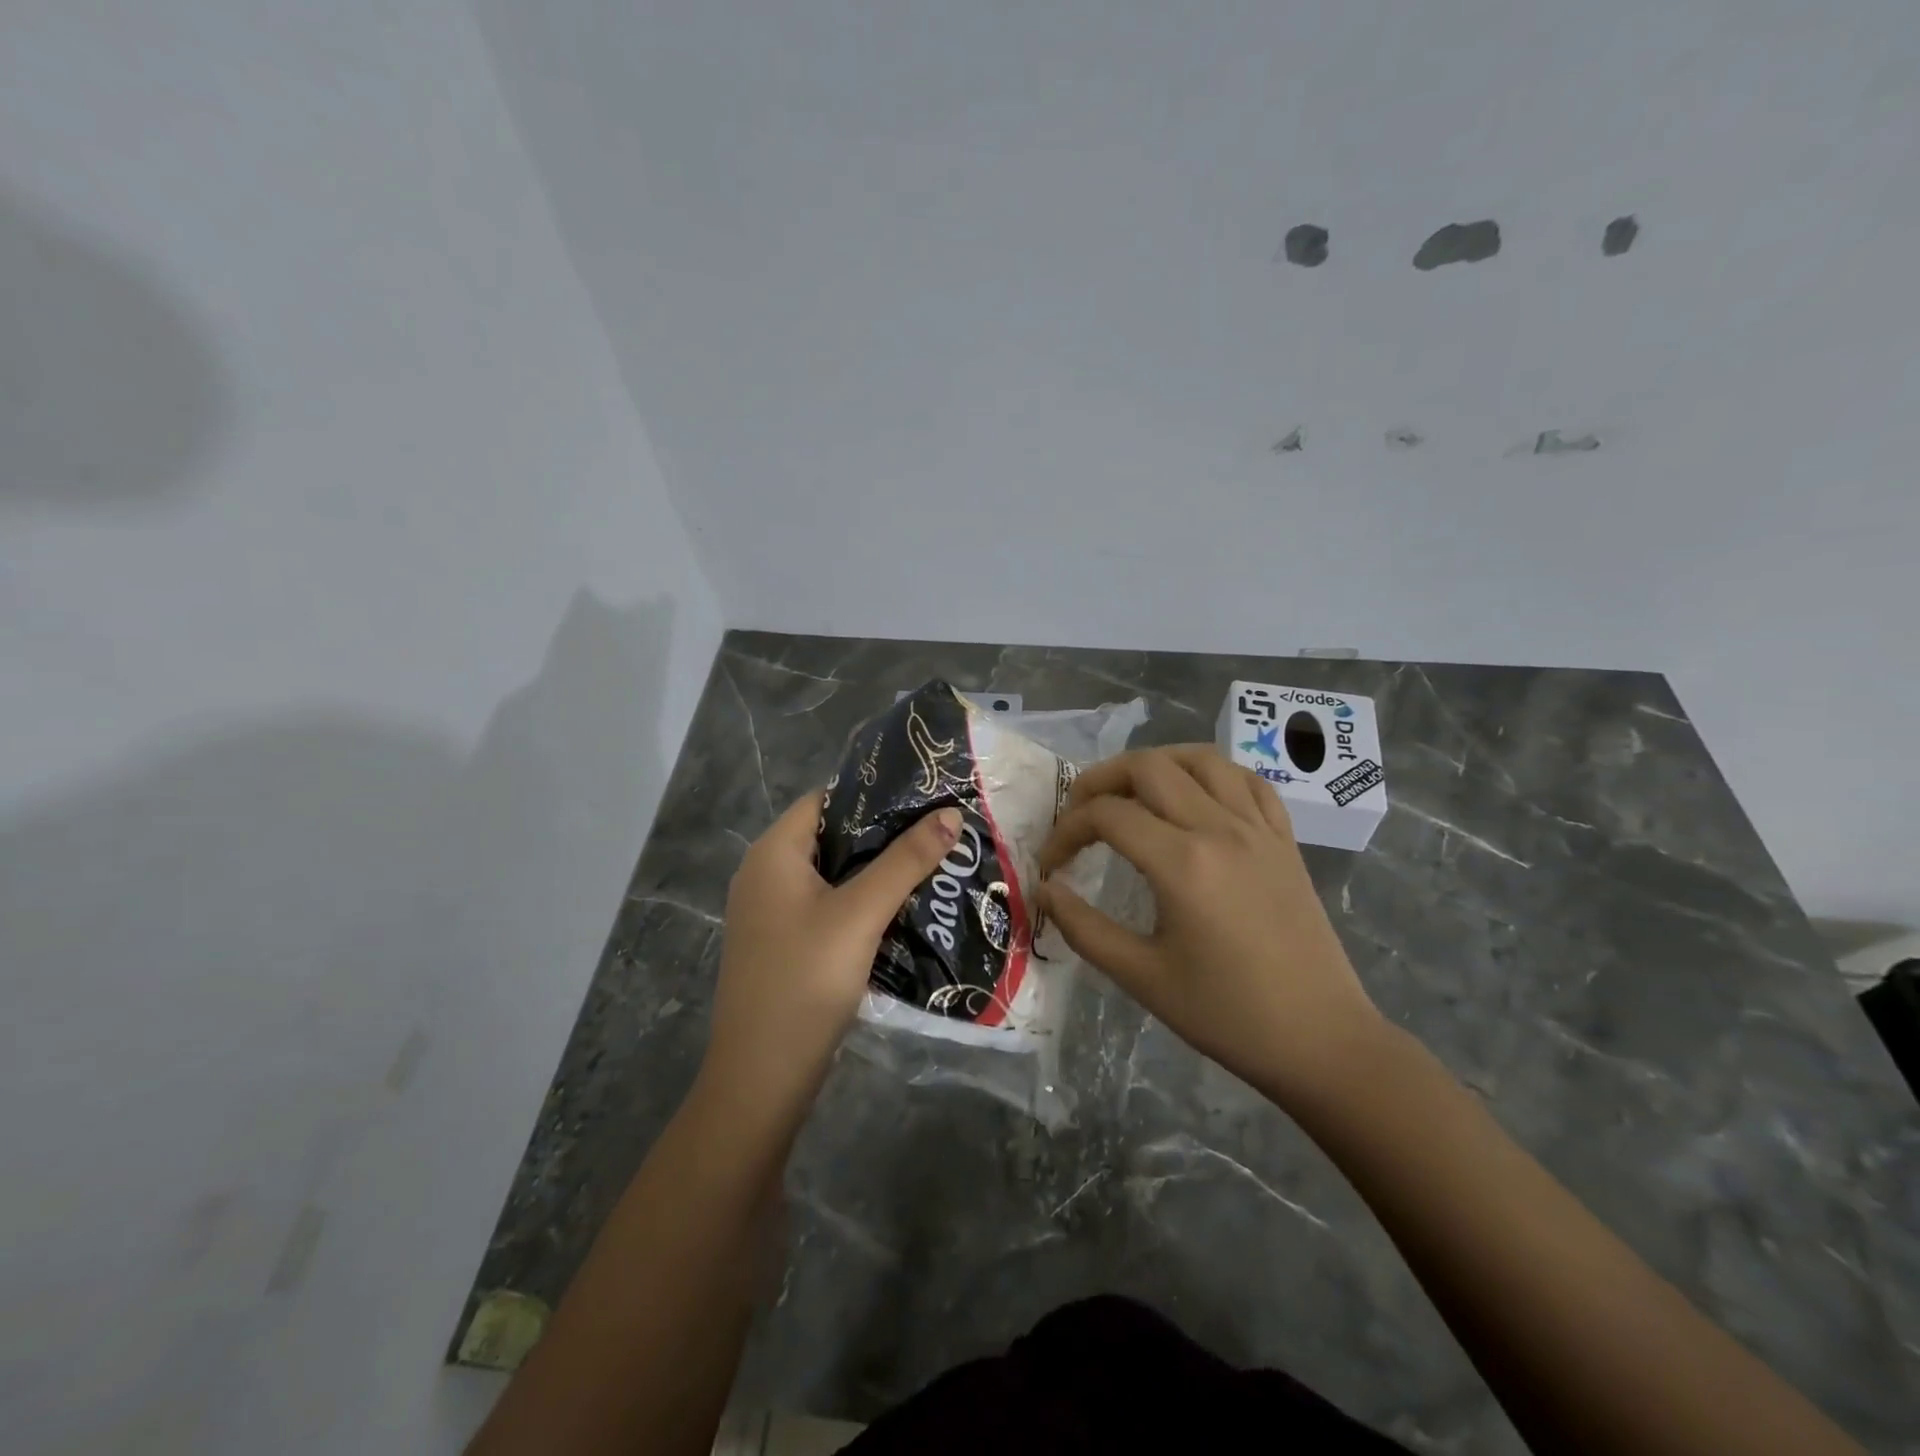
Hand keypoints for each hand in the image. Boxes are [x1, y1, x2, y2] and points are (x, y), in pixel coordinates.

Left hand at [704, 791, 962, 1102]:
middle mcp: (766, 874)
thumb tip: (951, 813)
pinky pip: (828, 907)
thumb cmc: (805, 980)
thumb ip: (906, 861)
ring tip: (933, 864)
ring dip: (878, 871)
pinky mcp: (785, 944)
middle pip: (831, 837)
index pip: (825, 800)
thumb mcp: (860, 914)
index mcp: (773, 853)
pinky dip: (862, 902)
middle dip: (884, 835)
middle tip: (939, 831)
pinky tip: (903, 909)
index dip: (873, 794)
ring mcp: (772, 913)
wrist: (762, 1078)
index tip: (924, 796)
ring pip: (834, 875)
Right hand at [1036, 745, 1383, 1109]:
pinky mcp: (1285, 839)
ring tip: (1131, 791)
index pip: (1107, 815)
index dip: (1067, 831)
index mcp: (1182, 863)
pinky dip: (1213, 774)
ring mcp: (1258, 829)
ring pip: (1201, 759)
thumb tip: (1046, 888)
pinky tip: (1196, 796)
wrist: (1320, 1040)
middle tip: (1079, 813)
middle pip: (1148, 767)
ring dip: (1156, 764)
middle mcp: (1220, 829)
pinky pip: (1248, 781)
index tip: (1052, 863)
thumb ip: (1083, 928)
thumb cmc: (1227, 1014)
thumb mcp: (1142, 977)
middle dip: (1100, 780)